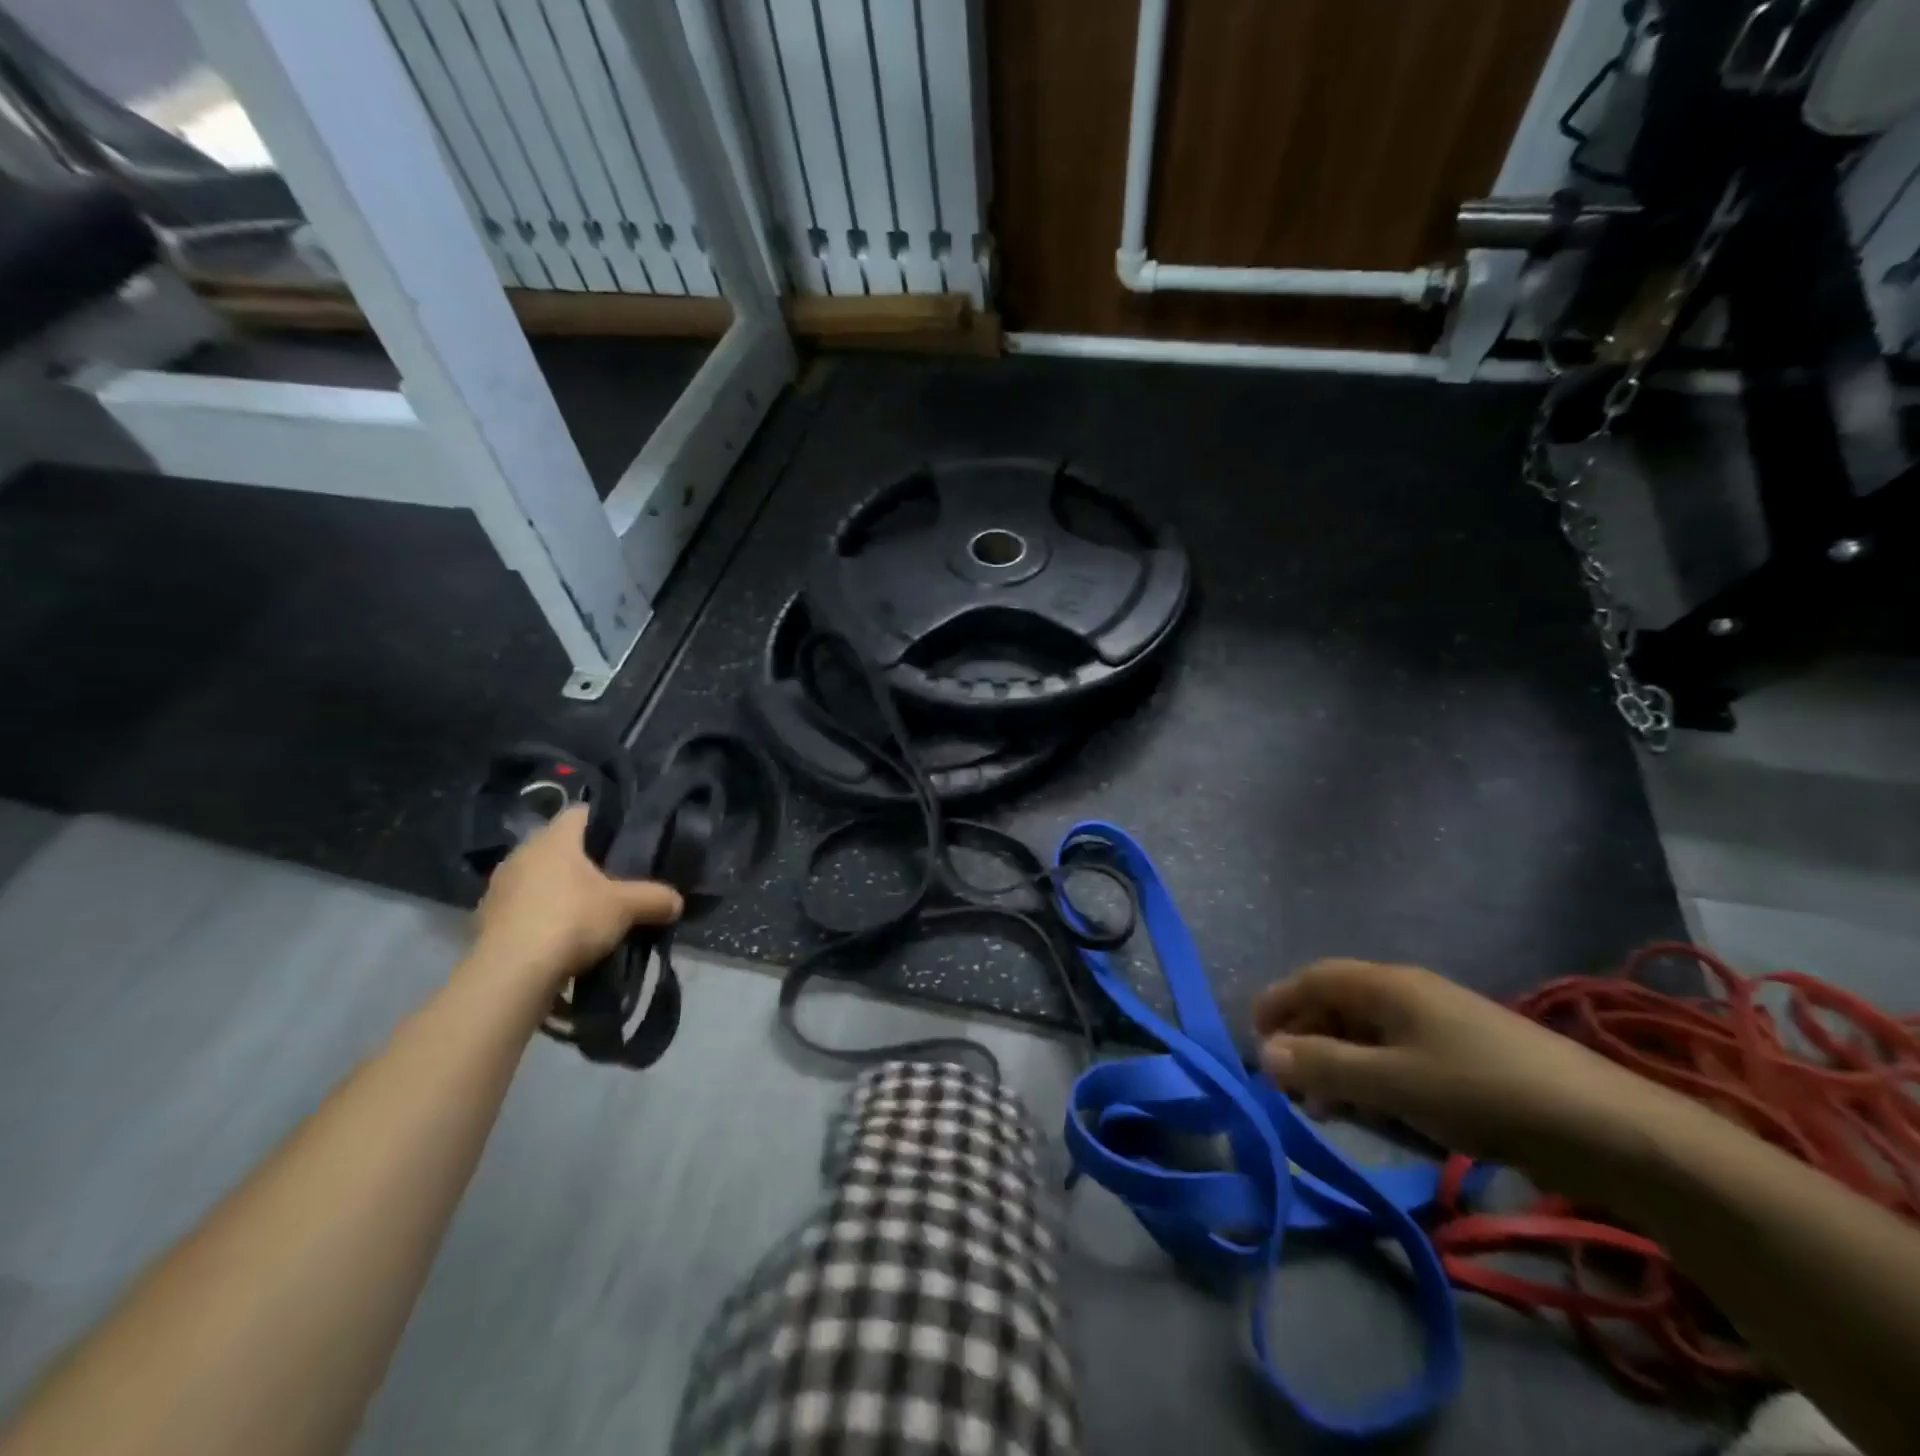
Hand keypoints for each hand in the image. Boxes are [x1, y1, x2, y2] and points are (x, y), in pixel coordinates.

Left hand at [471, 806, 682, 988]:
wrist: (510, 975)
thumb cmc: (571, 920)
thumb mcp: (626, 907)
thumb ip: (655, 898)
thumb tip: (677, 902)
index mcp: (553, 840)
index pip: (581, 813)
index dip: (605, 821)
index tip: (625, 839)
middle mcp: (520, 855)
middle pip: (559, 847)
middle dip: (583, 861)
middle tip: (613, 879)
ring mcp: (498, 889)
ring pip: (538, 879)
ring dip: (558, 891)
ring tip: (586, 912)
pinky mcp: (485, 921)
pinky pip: (521, 909)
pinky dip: (539, 917)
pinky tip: (558, 937)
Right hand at [1253, 959, 1677, 1177]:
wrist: (1605, 1127)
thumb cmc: (1482, 1091)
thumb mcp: (1392, 1082)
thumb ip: (1323, 1066)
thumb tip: (1264, 1053)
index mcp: (1386, 985)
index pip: (1313, 979)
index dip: (1277, 1002)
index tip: (1251, 1038)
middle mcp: (1407, 993)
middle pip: (1337, 1005)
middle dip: (1305, 1040)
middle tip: (1287, 1085)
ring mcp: (1439, 1023)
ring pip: (1366, 1034)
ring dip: (1337, 1064)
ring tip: (1326, 1109)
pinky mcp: (1464, 1055)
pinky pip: (1398, 1056)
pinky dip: (1373, 1078)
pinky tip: (1376, 1113)